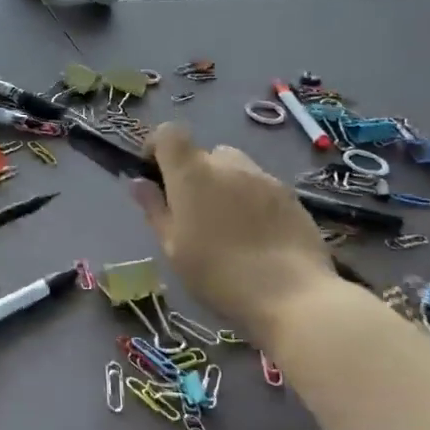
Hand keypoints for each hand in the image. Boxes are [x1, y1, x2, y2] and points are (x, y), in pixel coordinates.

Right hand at [129, 123, 334, 343]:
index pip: (169, 133)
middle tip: (193, 211)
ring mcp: (264, 178)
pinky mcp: (291, 196)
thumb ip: (155, 209)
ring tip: (227, 223)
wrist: (291, 296)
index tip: (155, 172)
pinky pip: (261, 186)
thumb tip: (138, 182)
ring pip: (236, 168)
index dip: (158, 146)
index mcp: (191, 173)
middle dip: (195, 174)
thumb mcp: (173, 248)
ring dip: (225, 184)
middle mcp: (228, 165)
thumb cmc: (218, 273)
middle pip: (205, 153)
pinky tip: (257, 235)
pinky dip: (251, 200)